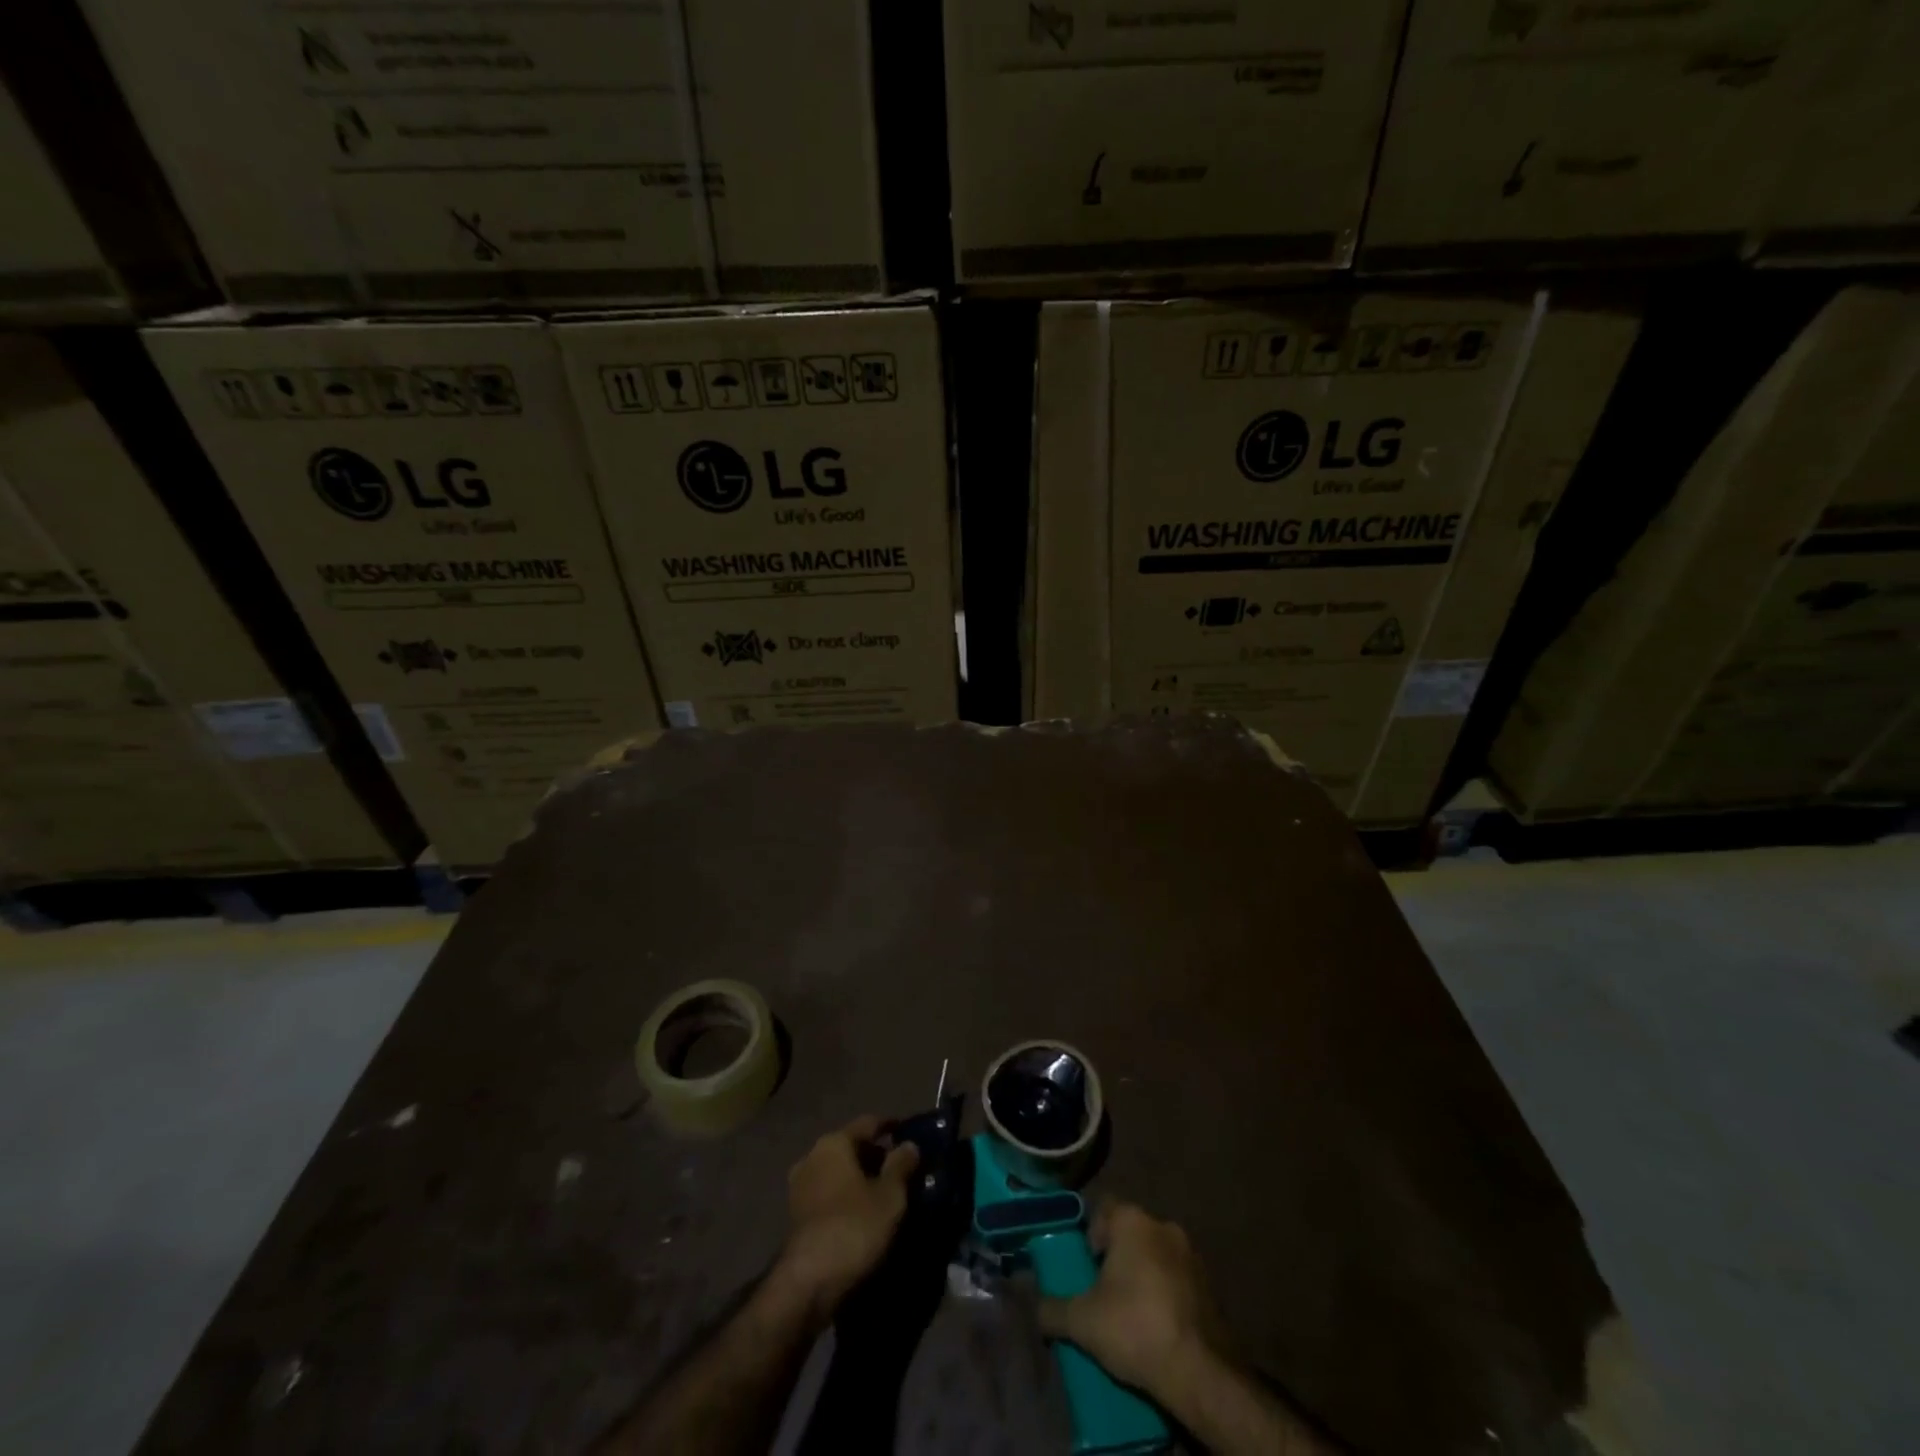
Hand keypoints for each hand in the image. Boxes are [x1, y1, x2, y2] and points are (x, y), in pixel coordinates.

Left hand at [772, 1115, 918, 1321]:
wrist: (808, 1283)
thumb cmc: (854, 1227)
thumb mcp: (890, 1196)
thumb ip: (901, 1165)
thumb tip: (909, 1145)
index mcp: (834, 1142)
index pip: (868, 1123)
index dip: (890, 1126)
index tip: (908, 1132)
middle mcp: (812, 1156)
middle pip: (851, 1146)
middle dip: (876, 1155)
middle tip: (901, 1169)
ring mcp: (800, 1186)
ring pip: (838, 1171)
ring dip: (860, 1178)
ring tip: (885, 1193)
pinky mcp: (796, 1215)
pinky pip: (829, 1193)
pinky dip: (847, 1196)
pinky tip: (864, 1212)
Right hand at [1037, 1201, 1229, 1397]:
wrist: (1200, 1372)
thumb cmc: (1134, 1328)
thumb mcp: (1082, 1322)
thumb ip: (1052, 1310)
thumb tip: (1035, 1309)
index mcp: (1133, 1221)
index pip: (1103, 1207)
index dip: (1090, 1233)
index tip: (1086, 1267)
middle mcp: (1163, 1225)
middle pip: (1130, 1232)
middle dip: (1117, 1256)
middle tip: (1103, 1291)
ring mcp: (1192, 1255)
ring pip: (1156, 1255)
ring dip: (1144, 1274)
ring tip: (1132, 1313)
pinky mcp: (1211, 1286)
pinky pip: (1178, 1278)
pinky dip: (1166, 1293)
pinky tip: (1159, 1326)